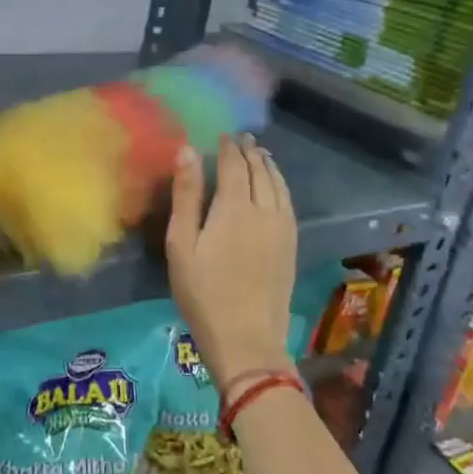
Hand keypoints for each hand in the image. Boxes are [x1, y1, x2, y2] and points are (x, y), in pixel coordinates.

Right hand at [166, 134, 296, 391]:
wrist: (246, 338)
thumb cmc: (202, 293)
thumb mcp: (181, 244)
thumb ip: (186, 196)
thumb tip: (187, 151)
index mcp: (233, 207)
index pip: (233, 164)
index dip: (227, 146)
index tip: (220, 134)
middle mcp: (264, 210)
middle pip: (259, 170)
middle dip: (249, 151)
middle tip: (240, 138)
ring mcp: (282, 228)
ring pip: (278, 185)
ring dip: (267, 165)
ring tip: (259, 154)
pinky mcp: (291, 245)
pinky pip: (288, 202)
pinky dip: (280, 185)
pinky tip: (275, 187)